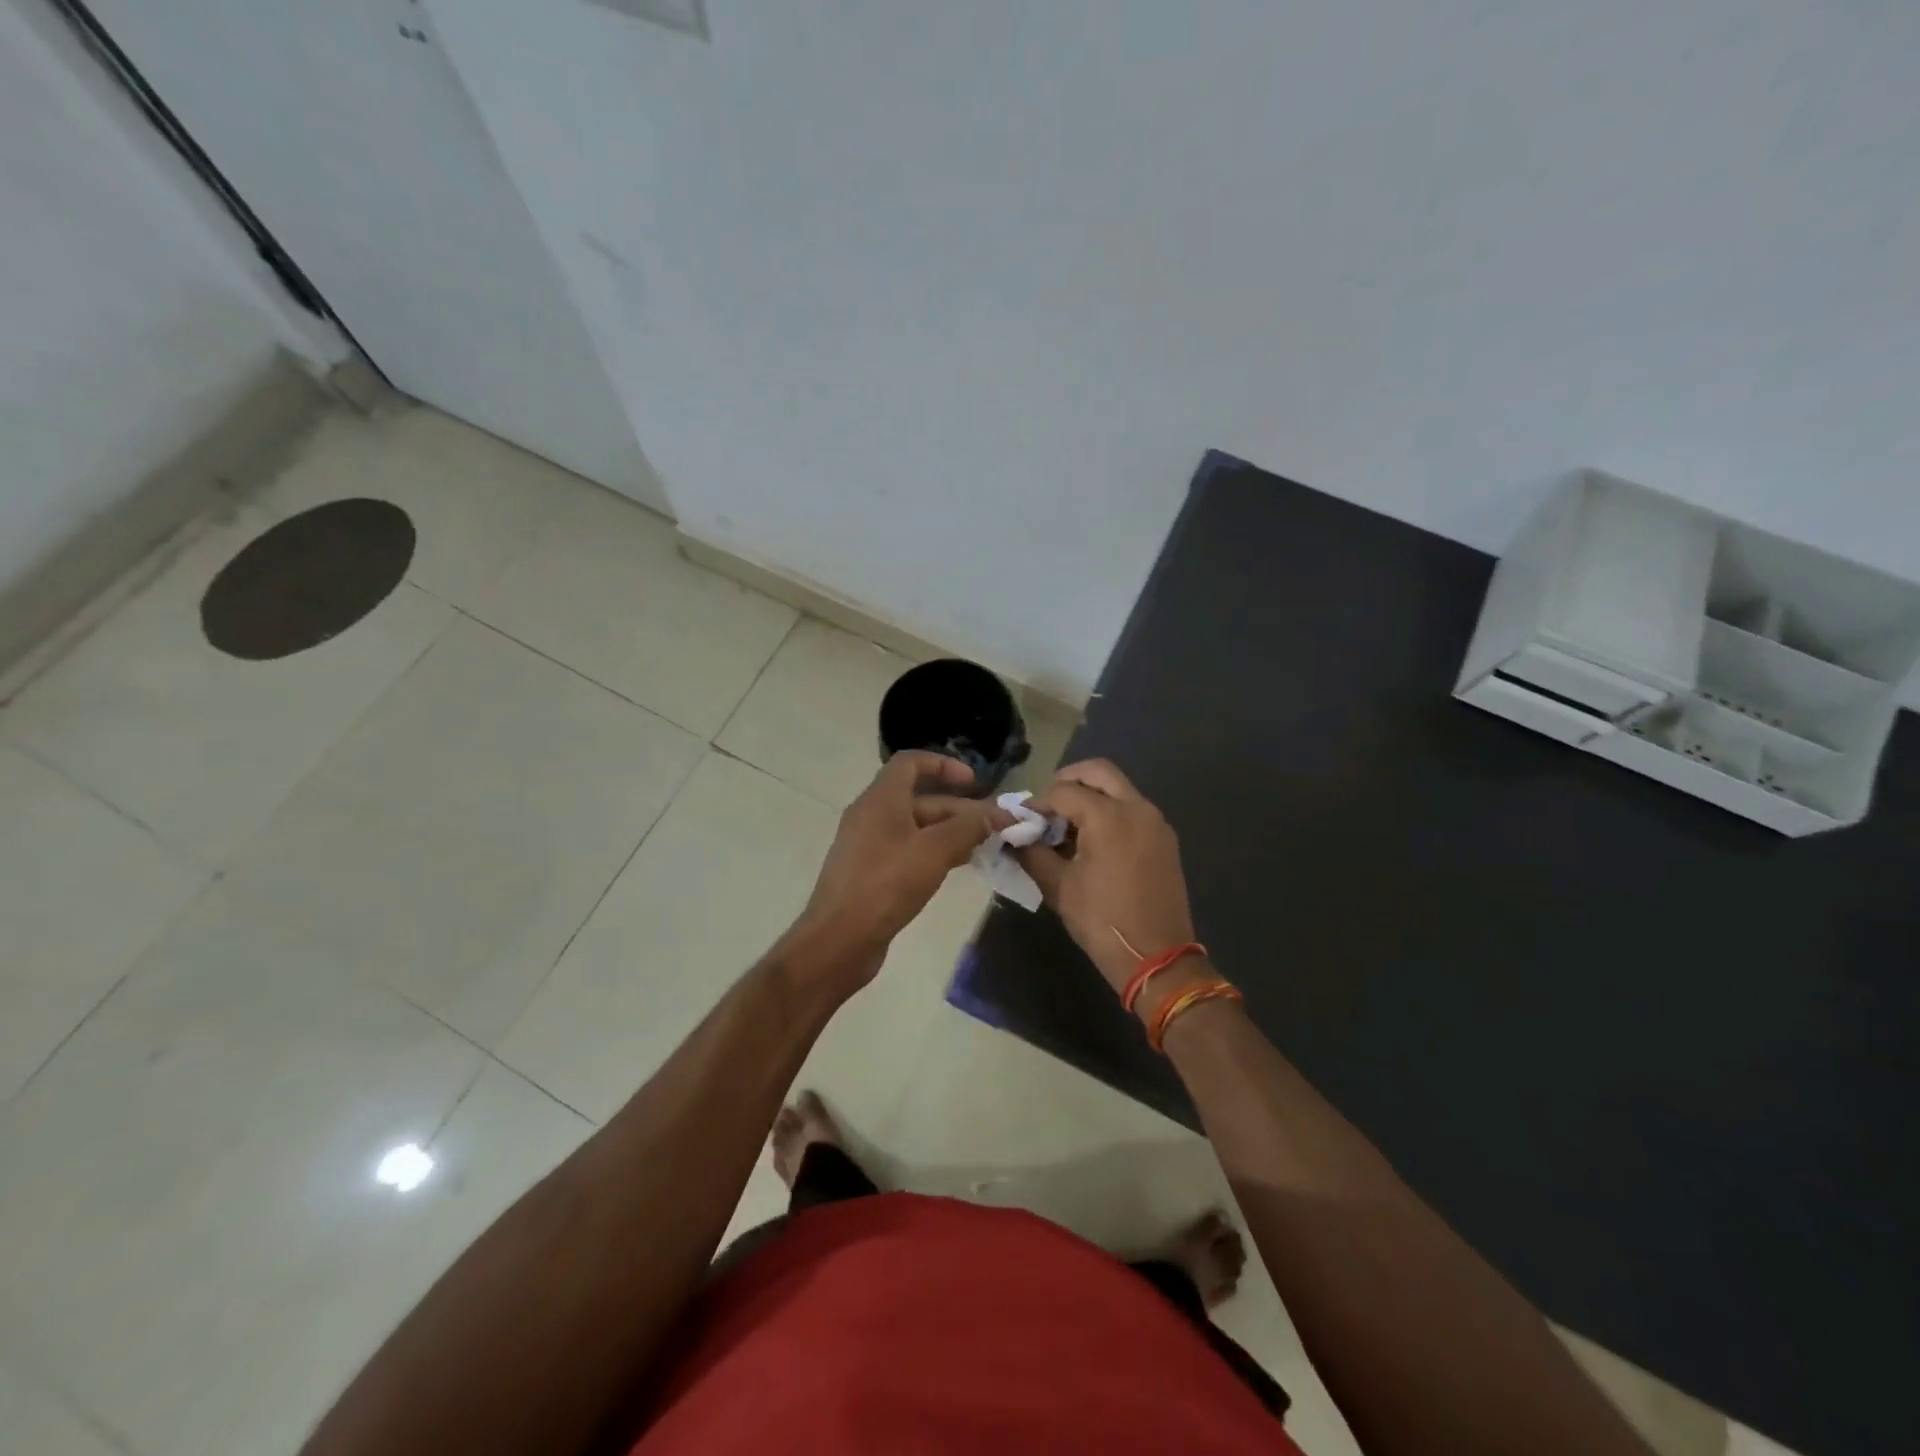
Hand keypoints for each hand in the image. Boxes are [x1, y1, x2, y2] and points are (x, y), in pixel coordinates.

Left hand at [792, 751, 1011, 985]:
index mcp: (881, 799)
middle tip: (996, 826)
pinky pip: (908, 850)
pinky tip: (959, 866)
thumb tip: (991, 816)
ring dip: (951, 832)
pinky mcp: (871, 872)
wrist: (840, 939)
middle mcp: (872, 815)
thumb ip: (966, 828)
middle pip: (920, 798)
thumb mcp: (934, 851)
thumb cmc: (886, 885)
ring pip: (916, 827)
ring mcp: (869, 845)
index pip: (910, 762)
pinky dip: (934, 852)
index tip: (974, 782)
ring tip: (986, 846)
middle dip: (959, 808)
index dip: (944, 765)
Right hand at [1015, 759, 1198, 998]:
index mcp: (1110, 817)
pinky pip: (1132, 809)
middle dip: (1068, 780)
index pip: (1065, 791)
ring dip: (1090, 795)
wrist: (1157, 958)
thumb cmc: (1102, 921)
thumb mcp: (1059, 887)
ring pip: (1118, 788)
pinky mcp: (1164, 839)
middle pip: (1099, 772)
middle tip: (1047, 804)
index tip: (1021, 819)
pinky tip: (1090, 840)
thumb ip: (1033, 854)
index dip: (1038, 802)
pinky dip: (1109, 810)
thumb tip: (1013, 837)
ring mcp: (1155, 822)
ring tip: (1065, 824)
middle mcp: (1137, 808)